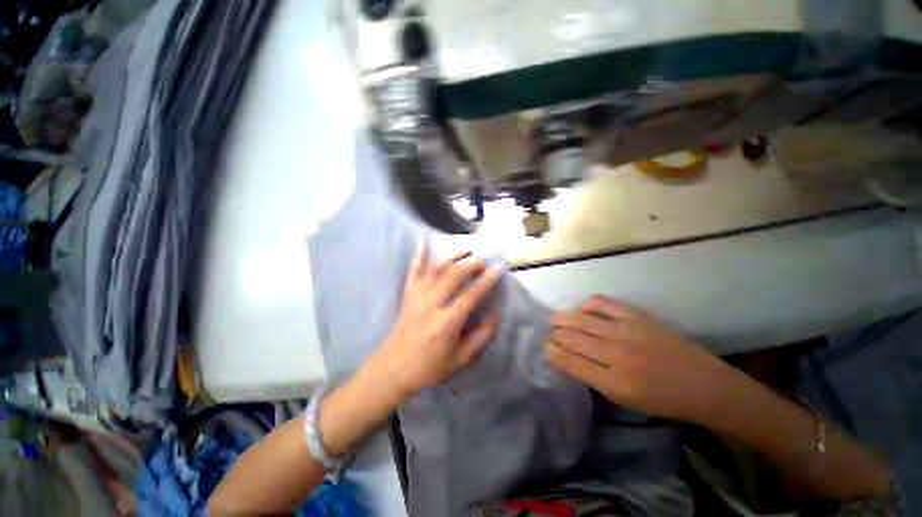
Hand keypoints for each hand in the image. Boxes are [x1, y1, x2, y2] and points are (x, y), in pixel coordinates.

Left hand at [369, 243, 501, 398]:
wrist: (393, 368)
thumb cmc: (429, 367)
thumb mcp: (461, 359)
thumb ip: (481, 337)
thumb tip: (495, 316)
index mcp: (447, 322)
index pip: (471, 295)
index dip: (487, 280)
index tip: (498, 268)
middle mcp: (432, 304)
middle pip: (453, 275)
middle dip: (471, 264)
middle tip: (483, 260)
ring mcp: (417, 296)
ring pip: (436, 269)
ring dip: (452, 256)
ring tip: (466, 250)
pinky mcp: (407, 295)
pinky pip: (413, 271)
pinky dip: (418, 256)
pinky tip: (423, 243)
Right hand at [545, 295, 735, 422]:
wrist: (705, 385)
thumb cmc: (662, 400)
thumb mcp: (623, 399)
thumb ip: (592, 377)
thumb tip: (566, 356)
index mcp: (615, 382)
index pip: (570, 361)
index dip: (551, 352)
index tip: (546, 347)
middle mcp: (618, 354)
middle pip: (572, 337)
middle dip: (555, 334)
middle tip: (550, 334)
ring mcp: (628, 331)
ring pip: (581, 319)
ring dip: (562, 318)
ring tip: (555, 320)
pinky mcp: (638, 316)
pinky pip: (602, 303)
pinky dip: (585, 304)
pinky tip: (581, 309)